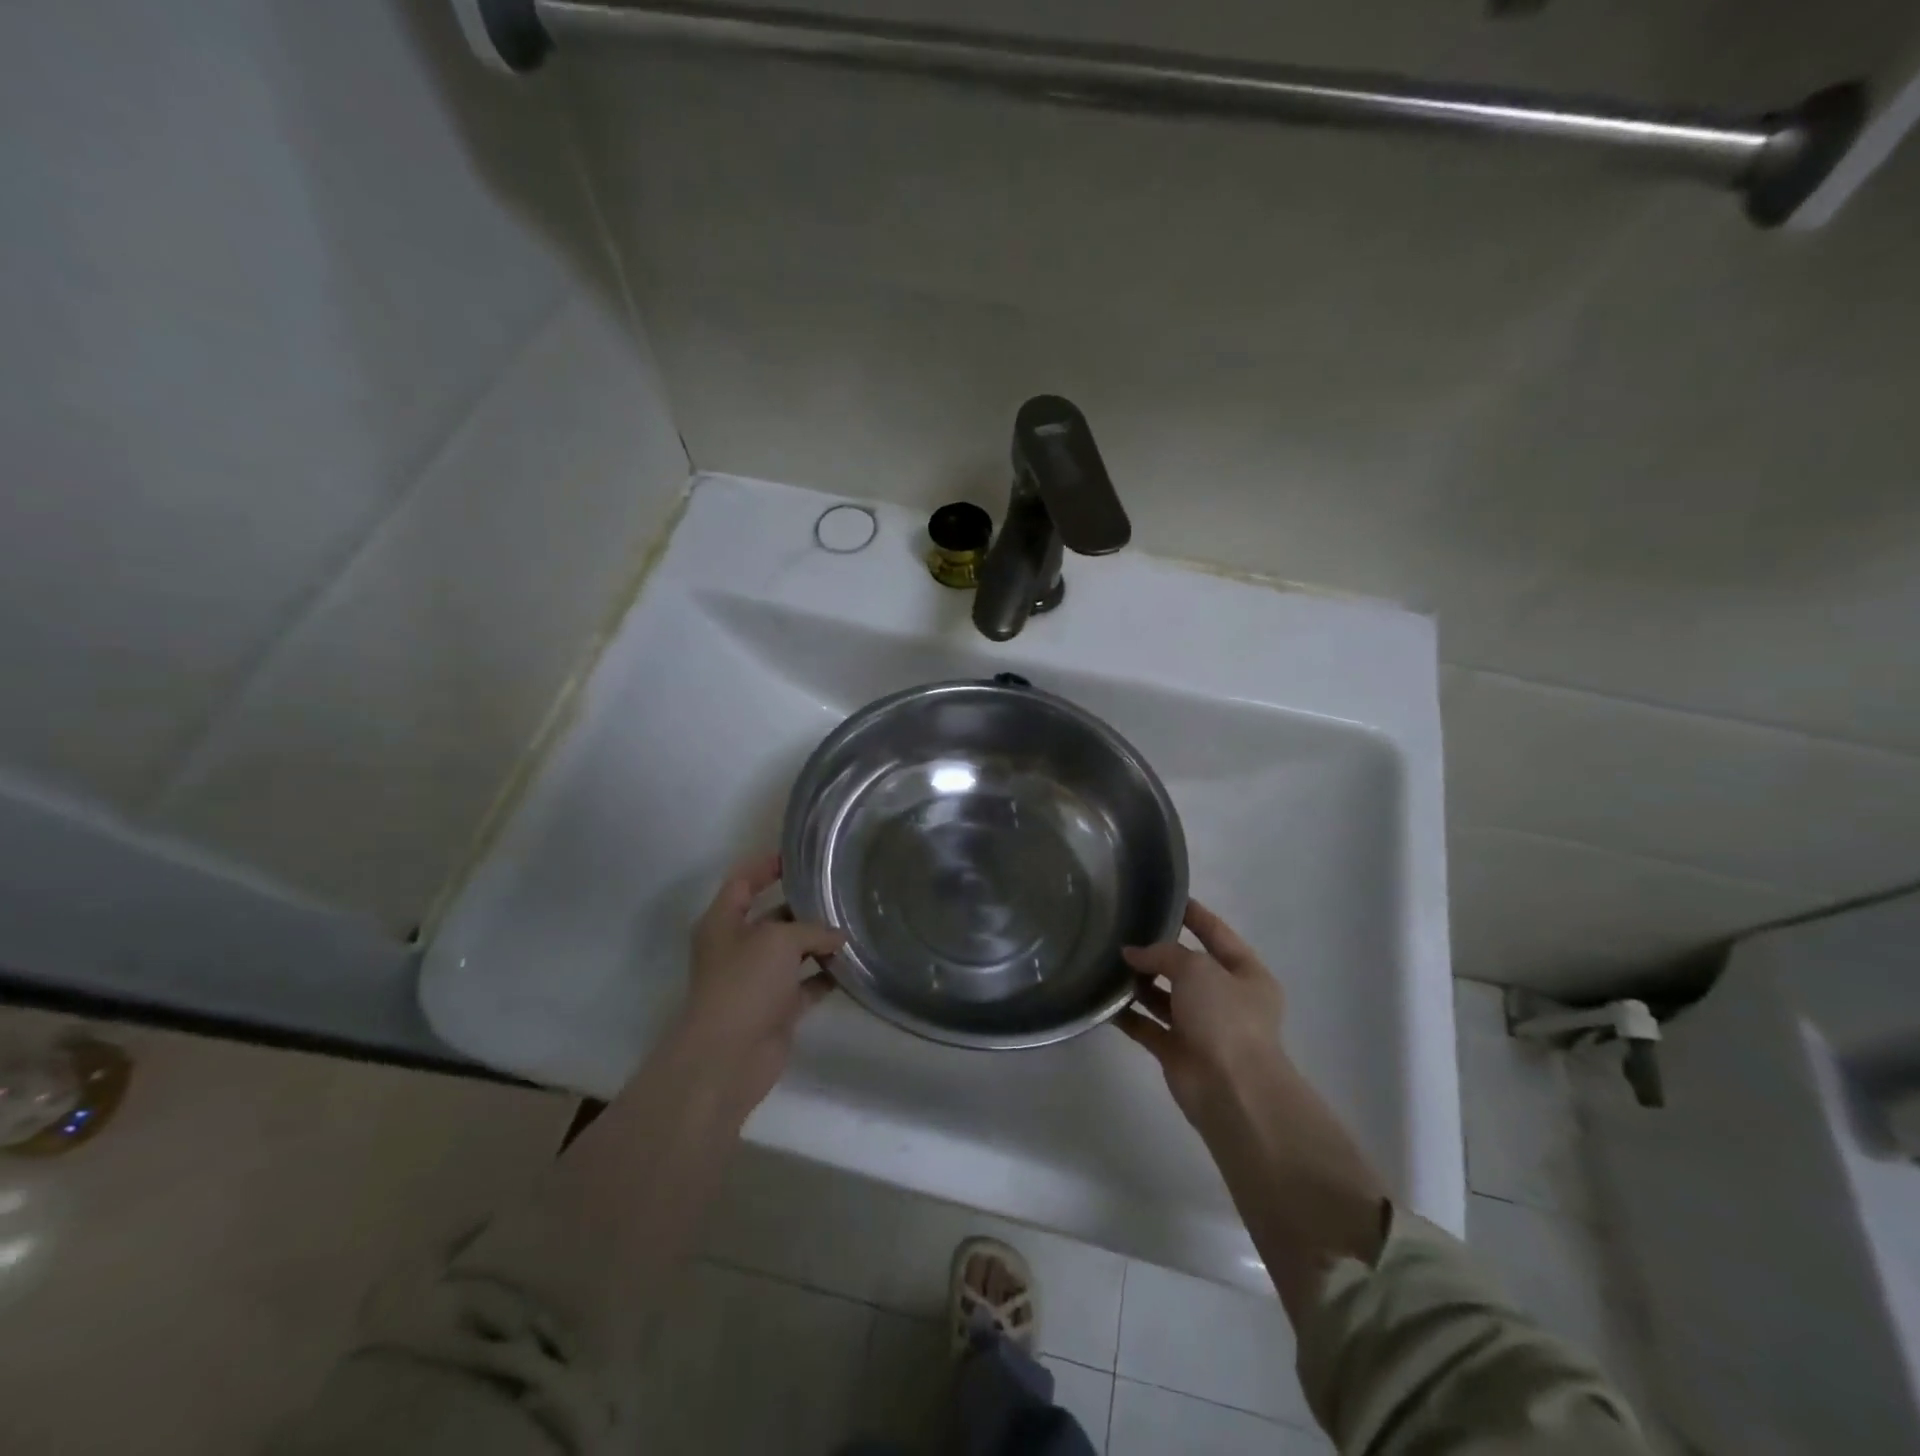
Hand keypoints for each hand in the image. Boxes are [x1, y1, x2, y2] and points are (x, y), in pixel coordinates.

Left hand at [675, 852, 844, 1112]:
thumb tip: (838, 937)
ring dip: (819, 942)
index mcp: (724, 922)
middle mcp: (739, 947)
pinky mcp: (777, 1008)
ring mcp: (758, 979)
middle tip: (841, 890)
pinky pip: (806, 983)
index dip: (767, 865)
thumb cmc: (744, 983)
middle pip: (773, 916)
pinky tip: (852, 965)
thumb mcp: (779, 940)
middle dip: (804, 905)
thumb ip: (812, 930)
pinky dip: (826, 975)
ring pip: (792, 951)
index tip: (800, 855)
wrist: (728, 1057)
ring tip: (854, 924)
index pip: (744, 881)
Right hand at [1117, 899, 1287, 1133]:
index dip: (1194, 915)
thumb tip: (1132, 954)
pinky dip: (1128, 1014)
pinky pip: (1148, 1026)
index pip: (1217, 934)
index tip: (1165, 897)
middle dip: (1158, 952)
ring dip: (1140, 983)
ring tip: (1107, 961)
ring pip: (1165, 997)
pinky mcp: (1178, 1052)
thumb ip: (1163, 954)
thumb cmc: (1225, 1018)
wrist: (1232, 1091)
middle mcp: (1226, 999)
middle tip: (1122, 930)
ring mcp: (1202, 1027)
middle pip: (1187, 967)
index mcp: (1246, 974)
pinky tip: (1103, 998)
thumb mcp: (1197, 968)